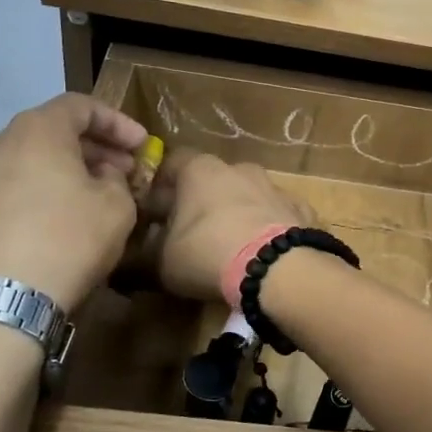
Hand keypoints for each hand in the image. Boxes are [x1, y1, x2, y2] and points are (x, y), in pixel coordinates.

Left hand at [0, 94, 148, 308]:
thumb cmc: (66, 240)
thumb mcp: (117, 207)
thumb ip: (116, 181)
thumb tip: (101, 177)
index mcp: (37, 130)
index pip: (80, 106)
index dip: (117, 122)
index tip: (142, 145)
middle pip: (50, 133)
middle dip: (91, 150)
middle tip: (121, 173)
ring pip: (26, 164)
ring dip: (61, 175)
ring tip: (88, 201)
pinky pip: (6, 194)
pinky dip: (34, 198)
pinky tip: (52, 227)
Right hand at [145, 151, 308, 300]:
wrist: (278, 268)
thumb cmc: (208, 254)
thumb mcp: (162, 263)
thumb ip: (144, 256)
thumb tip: (129, 260)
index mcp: (200, 170)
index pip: (173, 162)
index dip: (162, 186)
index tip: (156, 211)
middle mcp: (240, 169)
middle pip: (214, 179)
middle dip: (203, 201)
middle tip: (194, 232)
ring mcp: (275, 187)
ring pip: (250, 195)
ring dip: (240, 213)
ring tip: (233, 246)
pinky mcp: (302, 209)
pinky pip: (279, 216)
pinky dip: (271, 229)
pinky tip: (266, 254)